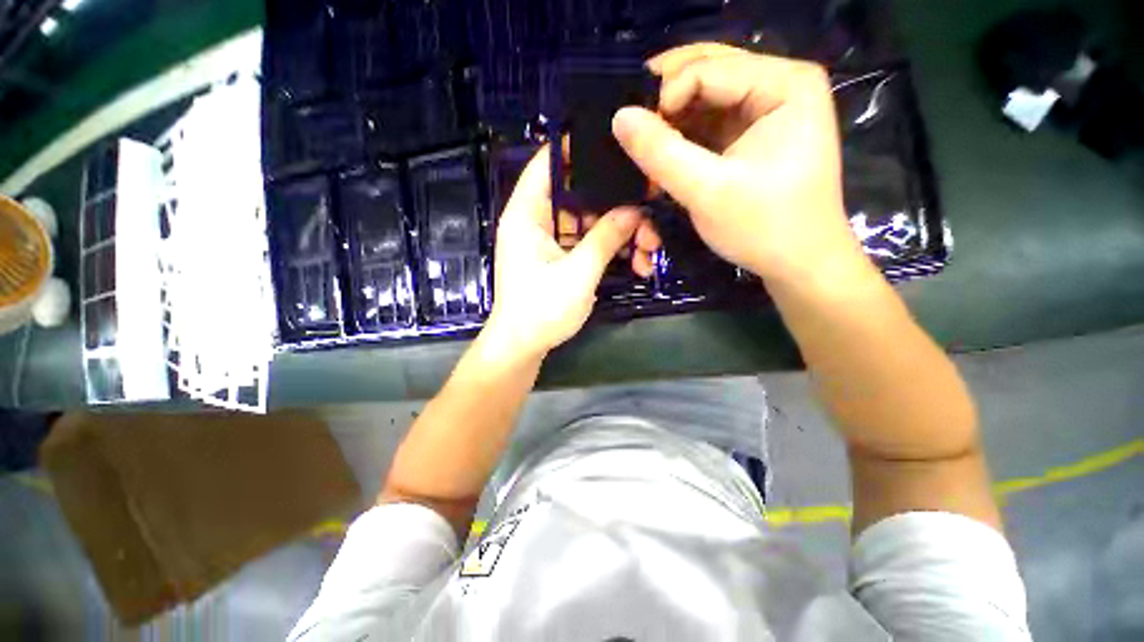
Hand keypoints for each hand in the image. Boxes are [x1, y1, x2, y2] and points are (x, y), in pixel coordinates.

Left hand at [481, 147, 650, 359]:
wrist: (523, 347)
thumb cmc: (541, 310)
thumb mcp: (578, 273)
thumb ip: (606, 238)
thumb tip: (635, 211)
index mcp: (526, 215)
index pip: (547, 164)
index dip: (576, 148)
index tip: (613, 142)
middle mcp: (535, 222)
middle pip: (577, 196)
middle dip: (613, 204)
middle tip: (647, 208)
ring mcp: (548, 242)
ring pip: (587, 223)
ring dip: (616, 232)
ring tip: (647, 246)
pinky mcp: (558, 259)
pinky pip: (585, 243)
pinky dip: (607, 250)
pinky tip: (633, 261)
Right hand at [612, 43, 866, 286]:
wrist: (799, 264)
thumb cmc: (763, 227)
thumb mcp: (707, 191)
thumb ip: (661, 153)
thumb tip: (619, 116)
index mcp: (785, 83)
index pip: (709, 68)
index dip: (666, 96)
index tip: (638, 137)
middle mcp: (780, 84)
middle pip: (708, 74)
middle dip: (665, 102)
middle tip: (631, 128)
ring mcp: (767, 110)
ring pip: (704, 100)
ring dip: (670, 124)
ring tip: (645, 148)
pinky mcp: (753, 135)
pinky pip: (708, 124)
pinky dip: (682, 140)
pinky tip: (663, 157)